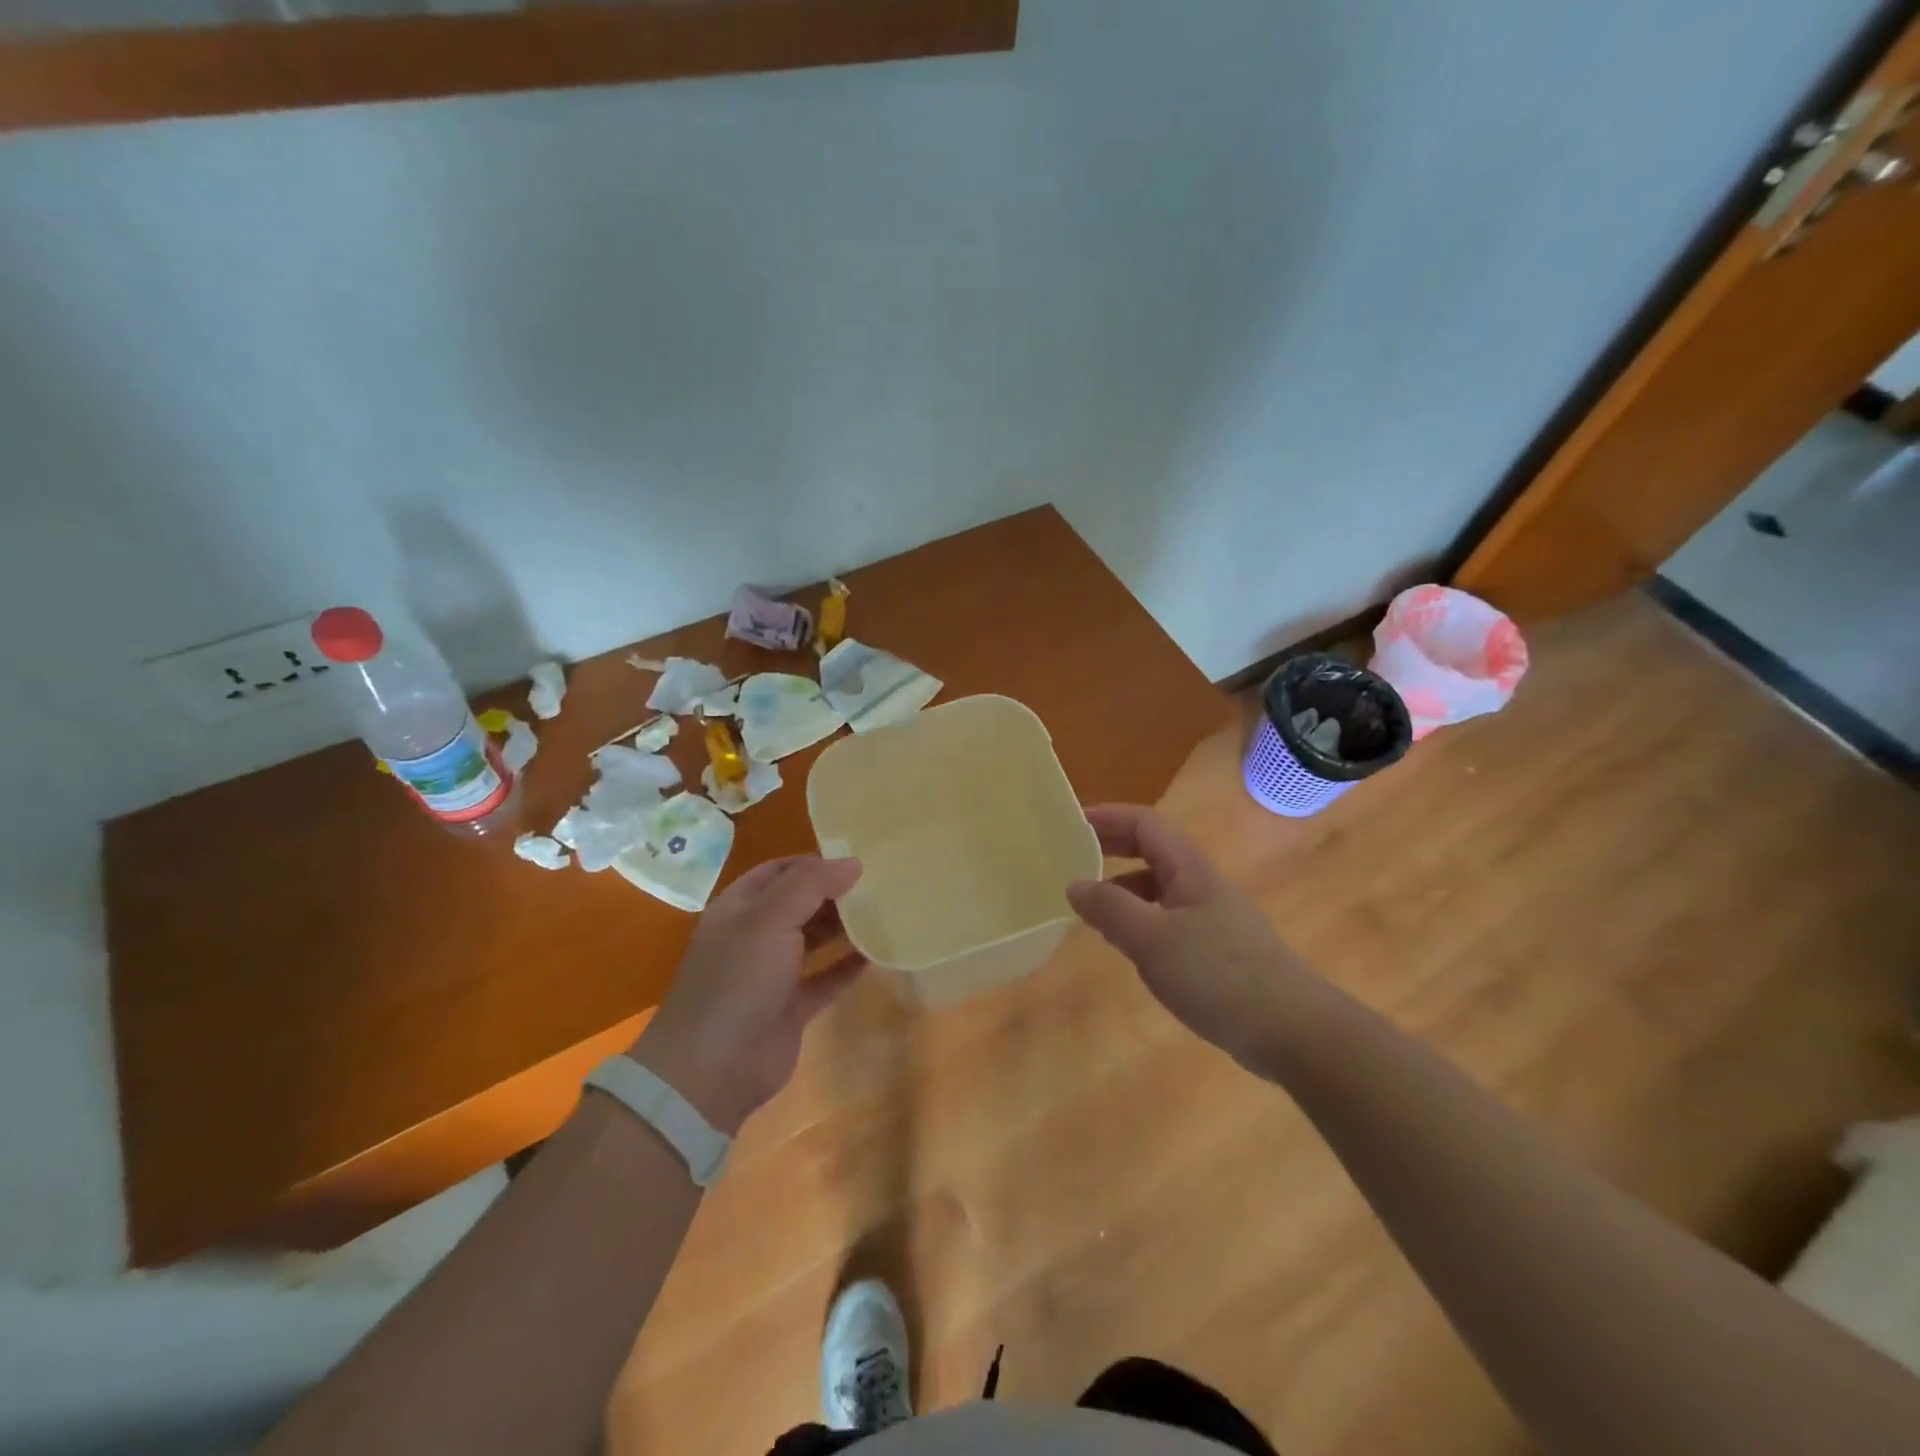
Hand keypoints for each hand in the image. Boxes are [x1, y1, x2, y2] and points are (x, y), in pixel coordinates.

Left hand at [629, 856, 865, 1133]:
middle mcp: (754, 936)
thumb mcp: (769, 920)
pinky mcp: (791, 1008)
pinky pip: (826, 978)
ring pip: (813, 939)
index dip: (813, 862)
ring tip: (883, 911)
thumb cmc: (737, 980)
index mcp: (739, 908)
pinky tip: (877, 954)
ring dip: (843, 927)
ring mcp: (772, 974)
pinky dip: (848, 966)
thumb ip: (810, 886)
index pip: (778, 871)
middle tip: (879, 883)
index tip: (855, 857)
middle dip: (833, 893)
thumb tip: (853, 862)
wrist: (713, 1069)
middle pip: (799, 904)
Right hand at [1066, 805, 1317, 1071]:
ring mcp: (1211, 918)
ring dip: (1122, 889)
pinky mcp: (1215, 951)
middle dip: (1111, 848)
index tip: (1069, 825)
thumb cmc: (1218, 975)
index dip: (1108, 817)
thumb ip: (1110, 909)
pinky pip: (1166, 920)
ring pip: (1158, 889)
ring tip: (1089, 907)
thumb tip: (1074, 885)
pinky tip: (1126, 946)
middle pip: (1151, 851)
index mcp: (1189, 869)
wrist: (1292, 1030)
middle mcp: (1201, 885)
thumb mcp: (1152, 939)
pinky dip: (1139, 921)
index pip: (1144, 824)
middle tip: (1071, 858)